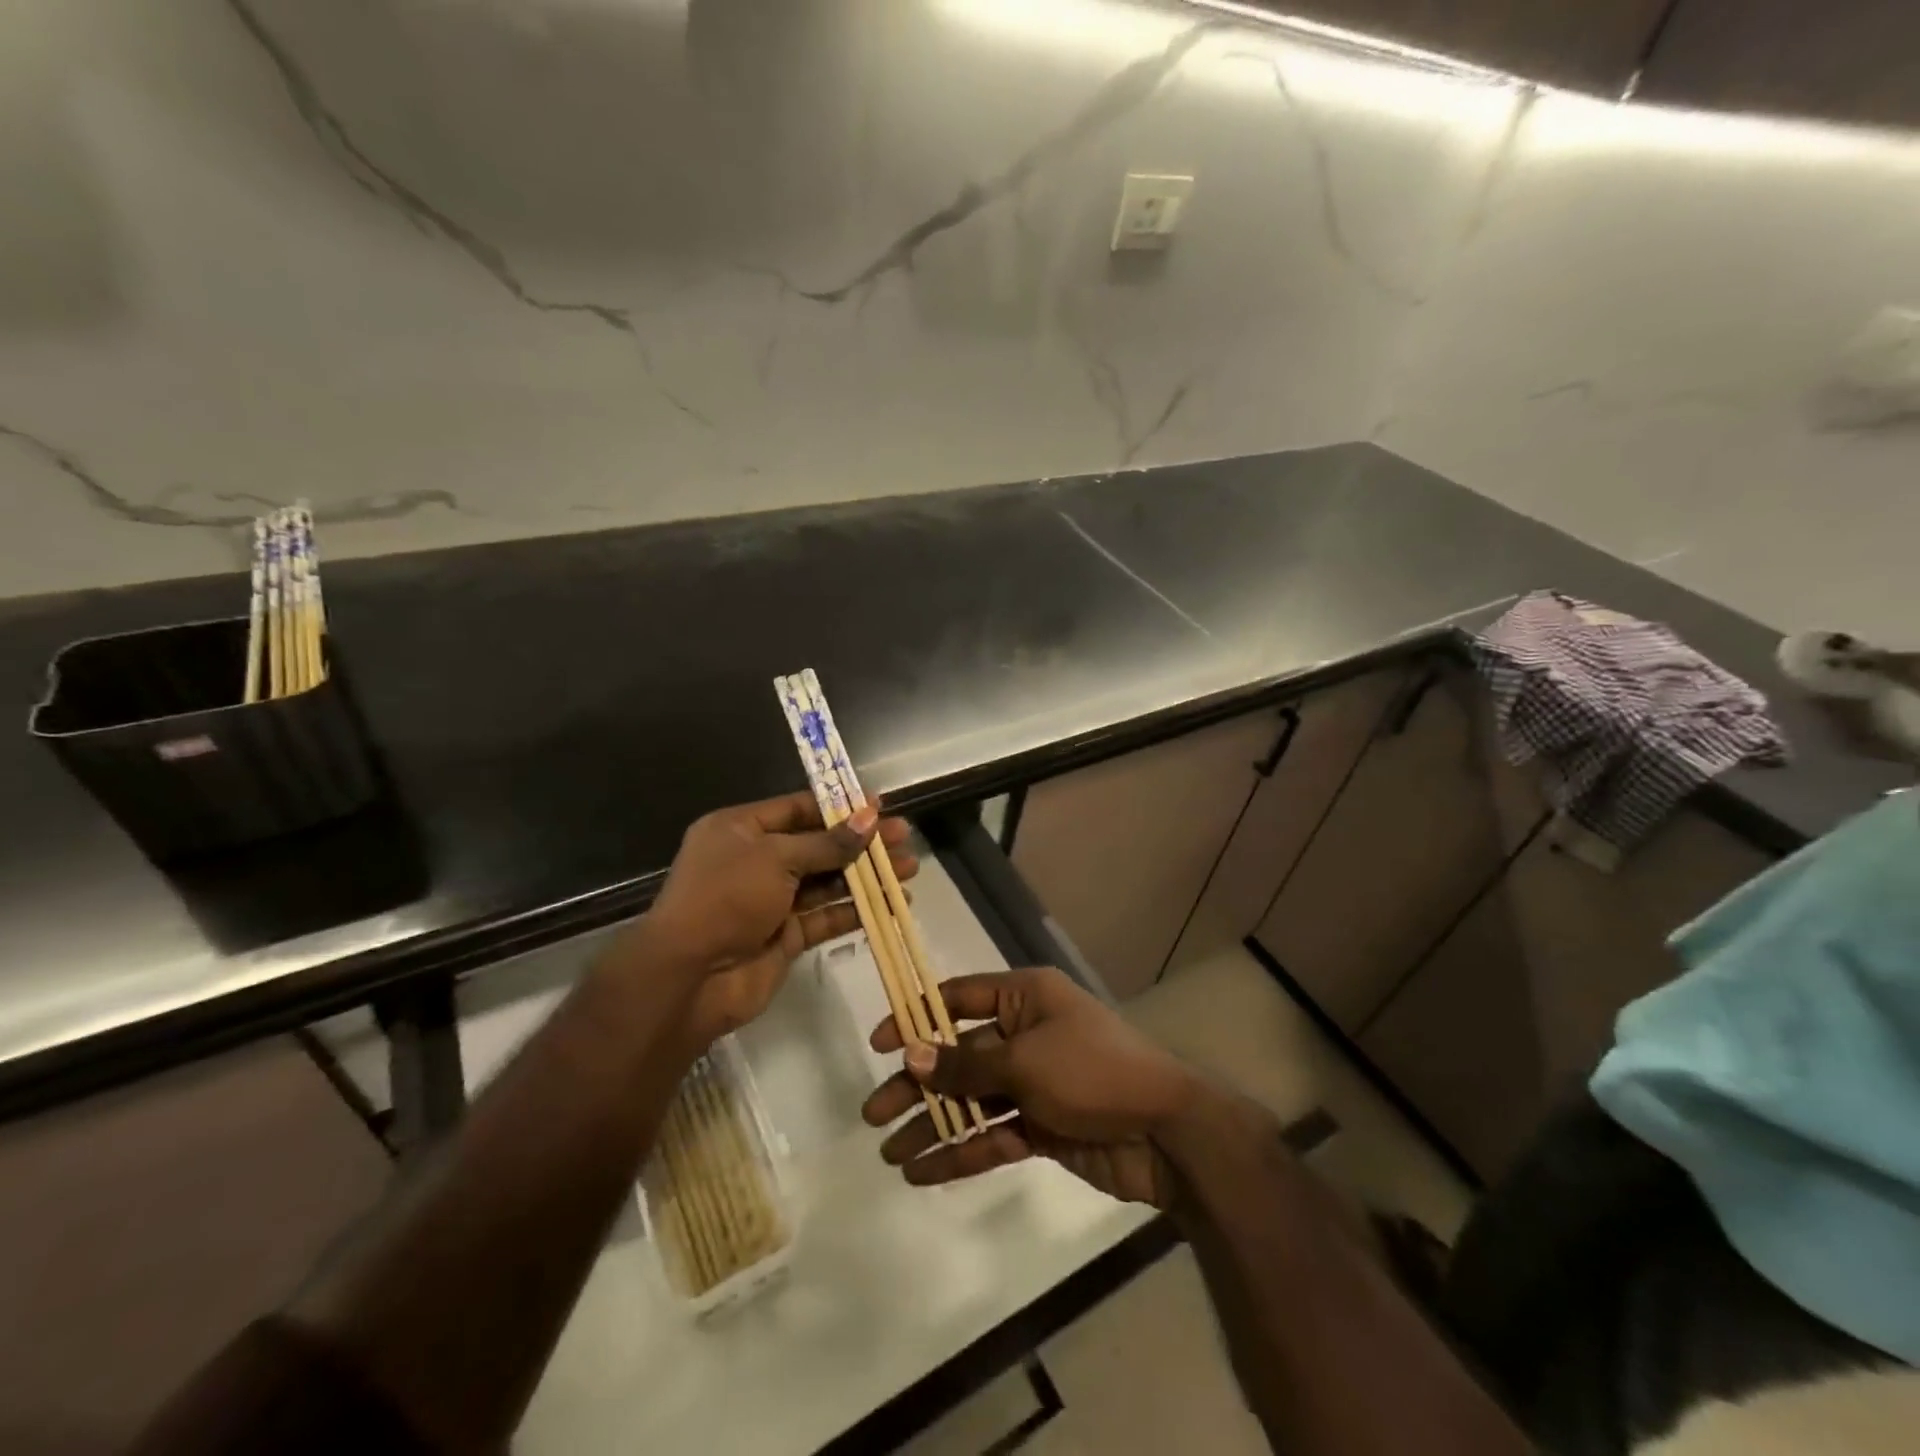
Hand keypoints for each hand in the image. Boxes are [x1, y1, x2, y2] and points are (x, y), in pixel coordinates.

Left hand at [629, 791, 917, 1043]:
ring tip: (909, 869)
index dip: (839, 806)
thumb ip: (827, 842)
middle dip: (861, 842)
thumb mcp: (776, 858)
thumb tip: (870, 817)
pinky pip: (826, 916)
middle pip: (818, 844)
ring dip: (866, 876)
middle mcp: (756, 860)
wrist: (689, 977)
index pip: (797, 809)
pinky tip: (893, 904)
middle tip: (905, 837)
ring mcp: (771, 900)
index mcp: (741, 829)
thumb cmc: (726, 898)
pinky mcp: (785, 935)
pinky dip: (856, 910)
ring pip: (827, 881)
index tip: (880, 805)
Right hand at [860, 966, 1200, 1208]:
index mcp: (1024, 999)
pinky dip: (961, 1152)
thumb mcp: (1025, 1062)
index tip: (880, 1045)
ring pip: (971, 1100)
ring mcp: (1033, 1083)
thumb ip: (966, 1063)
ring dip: (933, 1125)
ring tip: (890, 1153)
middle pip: (958, 1056)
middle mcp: (1025, 1034)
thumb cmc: (1093, 1072)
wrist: (1167, 1134)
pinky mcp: (1042, 1126)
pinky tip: (923, 1172)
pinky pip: (993, 1134)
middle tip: (873, 1115)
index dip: (917, 1019)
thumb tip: (911, 1055)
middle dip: (917, 1084)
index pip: (959, 999)